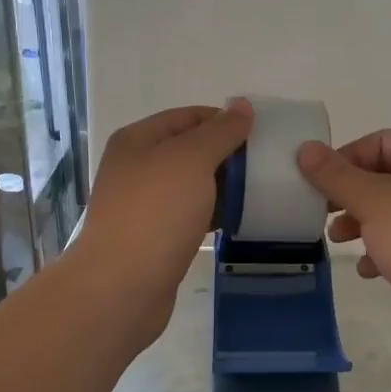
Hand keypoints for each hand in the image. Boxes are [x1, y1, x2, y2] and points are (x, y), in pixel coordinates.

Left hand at [77, 100, 252, 348]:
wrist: (122, 286)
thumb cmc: (156, 213)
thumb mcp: (192, 160)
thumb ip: (220, 131)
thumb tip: (242, 105)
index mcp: (138, 140)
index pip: (188, 117)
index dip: (225, 120)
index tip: (262, 134)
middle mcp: (137, 168)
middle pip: (190, 150)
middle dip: (228, 155)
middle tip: (268, 164)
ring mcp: (144, 205)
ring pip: (192, 185)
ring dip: (224, 186)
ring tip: (262, 191)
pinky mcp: (155, 238)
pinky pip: (191, 215)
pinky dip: (215, 213)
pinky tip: (241, 220)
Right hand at [297, 129, 390, 368]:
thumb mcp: (373, 200)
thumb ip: (336, 175)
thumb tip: (305, 149)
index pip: (384, 141)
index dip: (348, 156)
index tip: (319, 180)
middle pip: (386, 178)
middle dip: (351, 194)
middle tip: (322, 211)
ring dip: (361, 223)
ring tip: (337, 240)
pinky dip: (381, 253)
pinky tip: (367, 270)